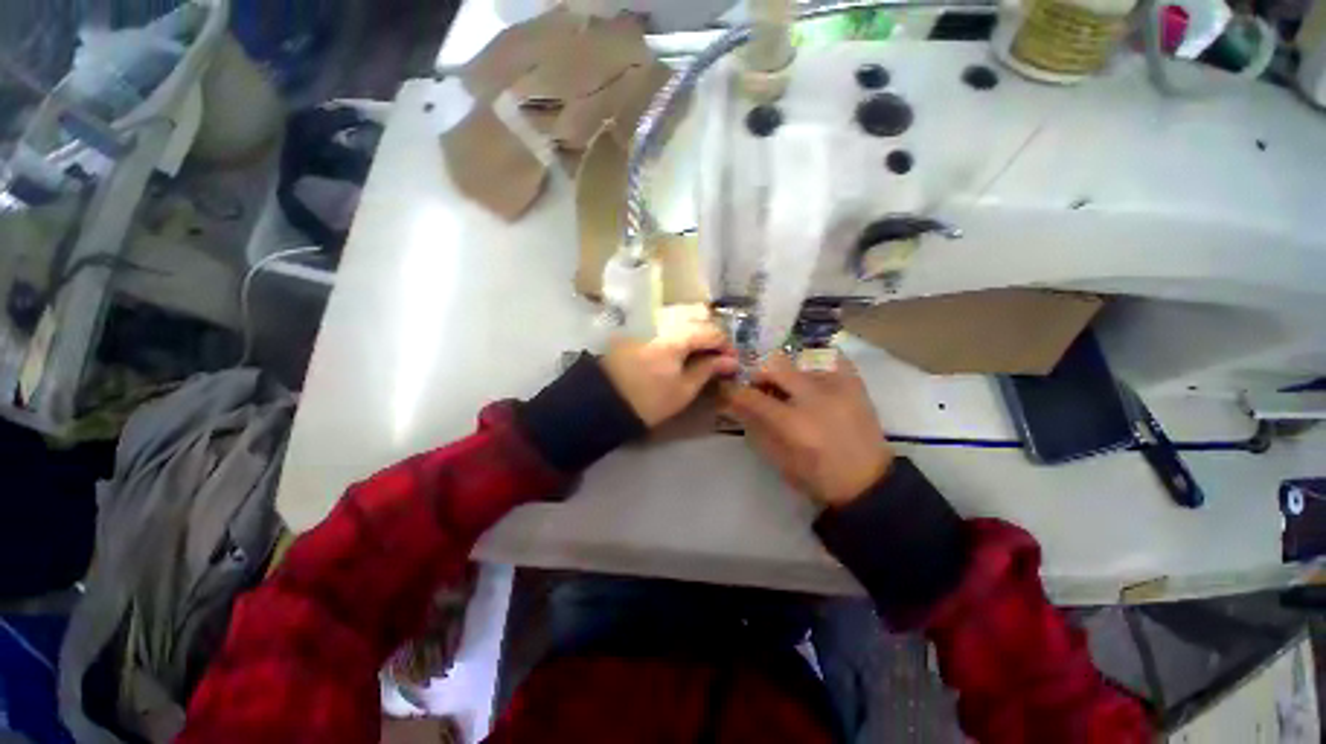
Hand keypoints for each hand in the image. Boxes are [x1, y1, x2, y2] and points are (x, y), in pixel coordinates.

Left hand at [600, 316, 738, 427]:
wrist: (603, 404)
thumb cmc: (649, 401)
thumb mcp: (683, 390)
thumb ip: (708, 370)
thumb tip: (731, 360)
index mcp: (674, 338)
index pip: (710, 331)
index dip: (725, 345)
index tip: (731, 361)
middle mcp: (660, 324)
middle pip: (694, 320)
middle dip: (710, 337)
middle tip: (716, 357)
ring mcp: (645, 326)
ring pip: (678, 322)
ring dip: (694, 335)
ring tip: (699, 356)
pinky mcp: (635, 332)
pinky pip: (664, 328)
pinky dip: (677, 338)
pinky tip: (679, 354)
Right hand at [725, 352, 892, 506]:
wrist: (869, 482)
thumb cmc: (818, 477)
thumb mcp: (779, 459)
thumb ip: (755, 427)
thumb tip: (734, 404)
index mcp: (794, 424)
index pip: (751, 396)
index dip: (732, 391)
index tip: (726, 390)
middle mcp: (815, 397)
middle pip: (774, 364)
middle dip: (758, 373)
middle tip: (758, 386)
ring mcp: (838, 386)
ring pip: (800, 357)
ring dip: (785, 370)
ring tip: (788, 385)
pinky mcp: (856, 383)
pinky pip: (830, 356)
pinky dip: (814, 361)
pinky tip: (810, 375)